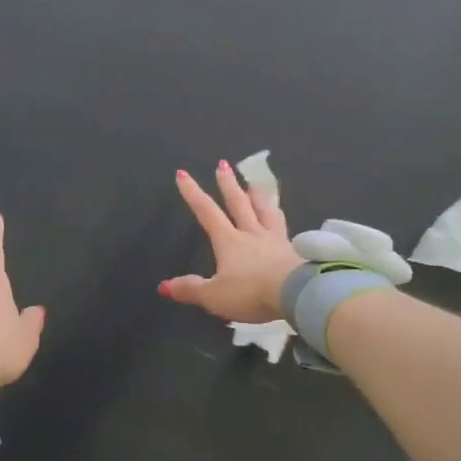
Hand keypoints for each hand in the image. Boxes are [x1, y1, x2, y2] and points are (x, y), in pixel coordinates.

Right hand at [159, 161, 304, 322]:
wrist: (296, 293)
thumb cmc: (251, 292)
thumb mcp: (214, 296)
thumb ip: (191, 289)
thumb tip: (164, 285)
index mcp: (229, 240)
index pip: (206, 212)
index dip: (192, 193)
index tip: (182, 173)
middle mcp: (251, 233)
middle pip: (238, 203)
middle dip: (228, 184)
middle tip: (223, 164)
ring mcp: (274, 239)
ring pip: (264, 210)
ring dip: (257, 195)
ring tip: (254, 184)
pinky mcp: (293, 249)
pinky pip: (283, 227)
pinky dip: (279, 217)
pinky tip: (280, 217)